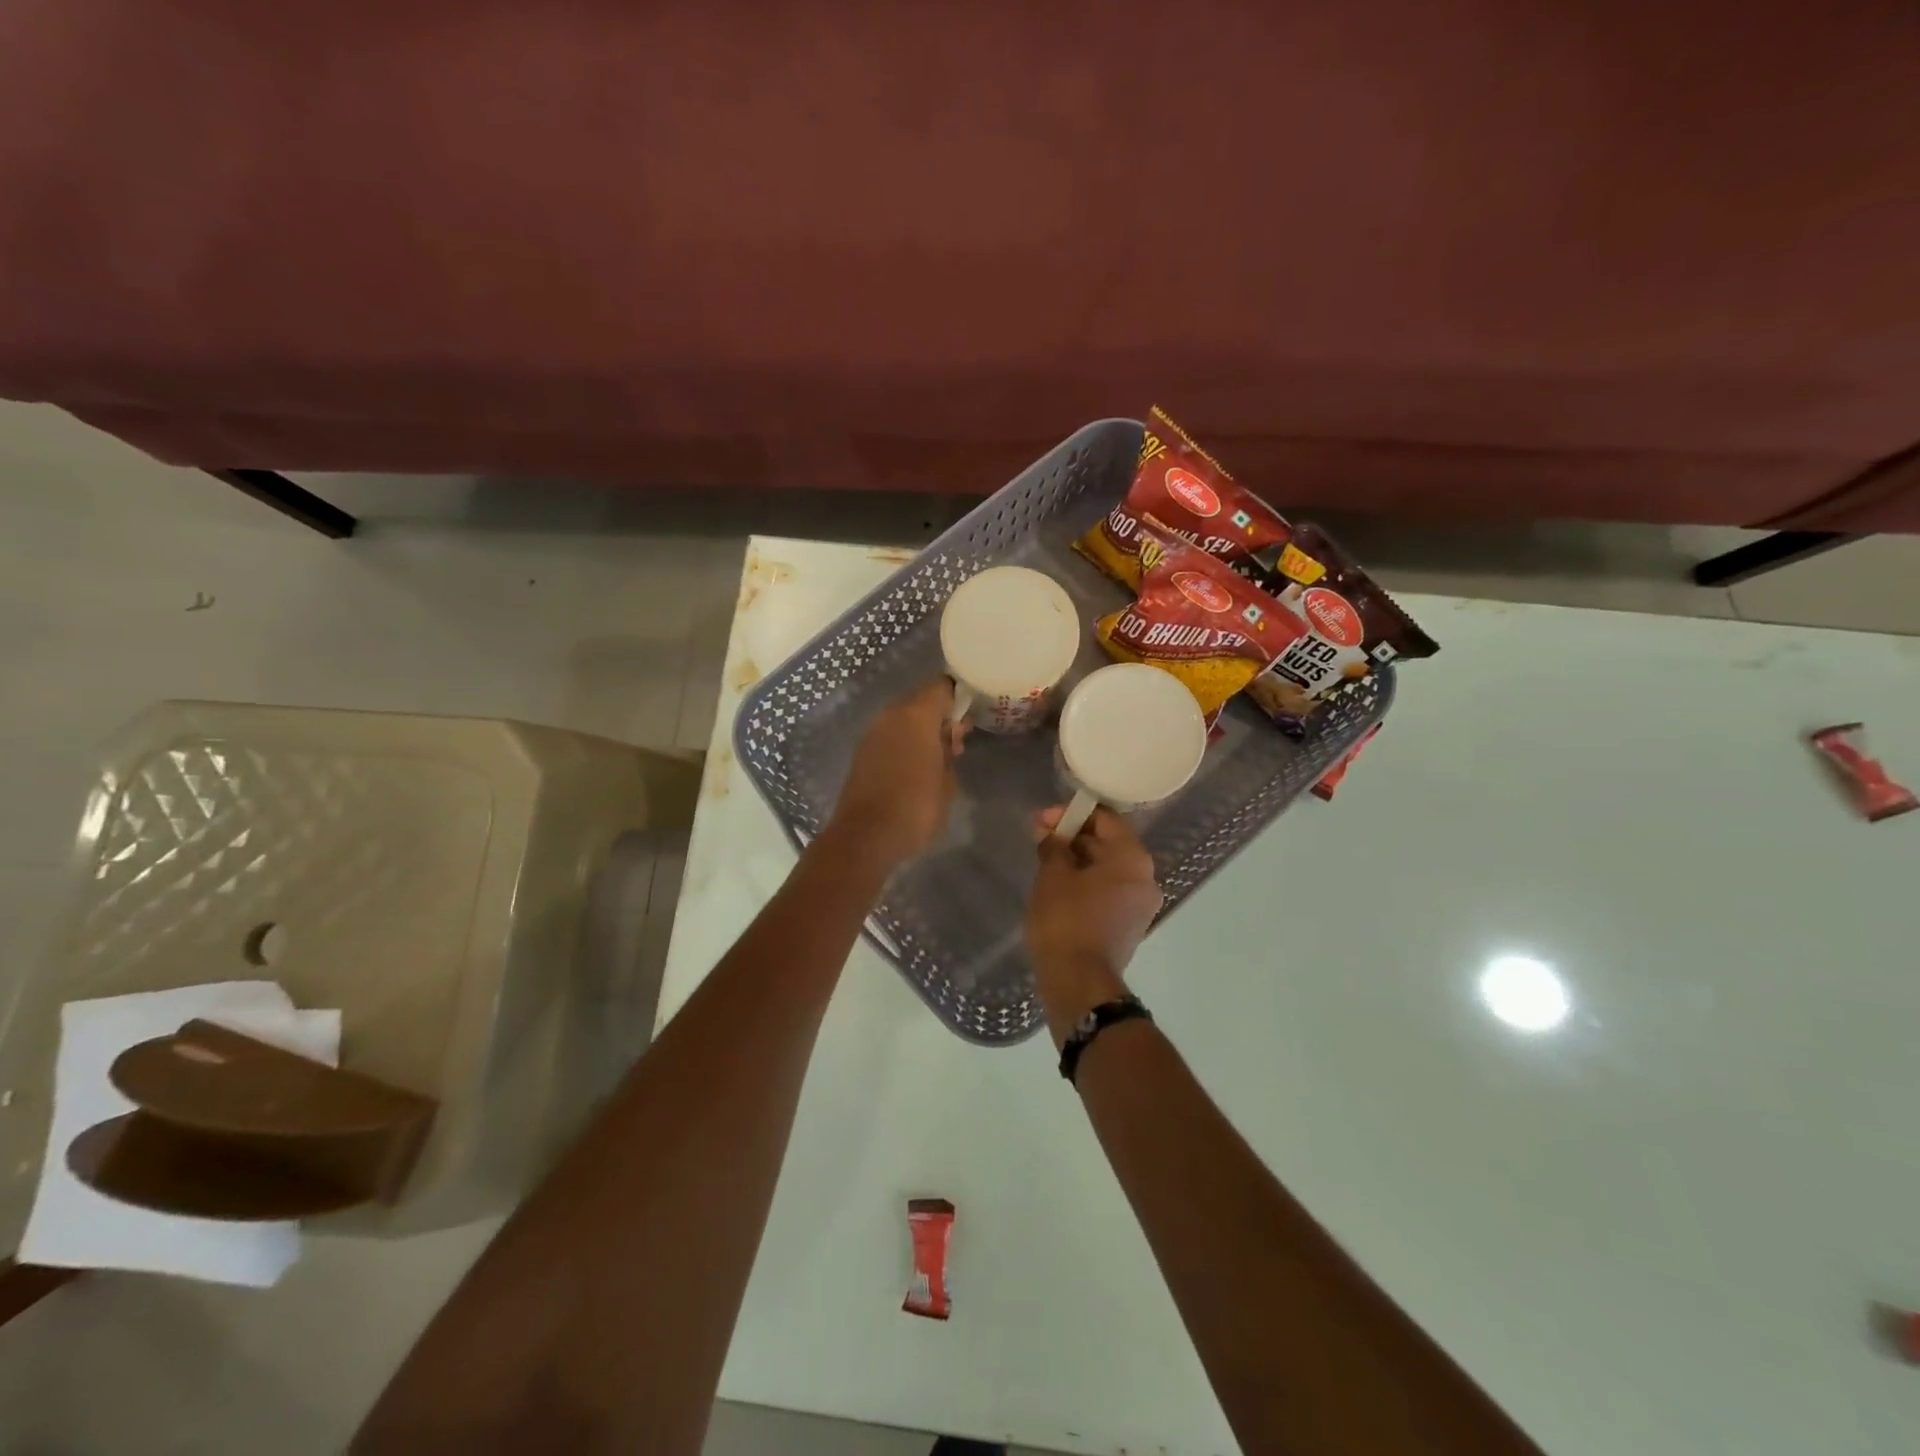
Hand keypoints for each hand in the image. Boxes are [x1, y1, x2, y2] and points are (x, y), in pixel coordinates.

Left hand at [829, 678, 963, 865]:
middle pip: (921, 701)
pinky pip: (891, 737)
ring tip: (940, 759)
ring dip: (922, 731)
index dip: (960, 696)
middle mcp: (891, 715)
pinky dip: (905, 744)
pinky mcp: (862, 753)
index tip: (973, 713)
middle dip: (941, 716)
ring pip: (904, 720)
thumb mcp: (948, 781)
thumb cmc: (916, 807)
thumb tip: (949, 735)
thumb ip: (950, 750)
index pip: (942, 686)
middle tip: (959, 741)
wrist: (865, 837)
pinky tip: (917, 768)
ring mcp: (872, 733)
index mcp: (916, 715)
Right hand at [1026, 807, 1164, 1041]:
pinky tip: (1059, 887)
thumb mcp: (1052, 876)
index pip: (1106, 819)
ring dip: (1079, 861)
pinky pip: (1108, 892)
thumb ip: (1053, 846)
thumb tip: (1050, 833)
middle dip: (1074, 837)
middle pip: (1109, 843)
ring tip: (1046, 863)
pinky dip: (1086, 883)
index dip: (1072, 814)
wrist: (1079, 983)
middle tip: (1040, 839)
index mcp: (1133, 859)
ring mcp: (1140, 905)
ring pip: (1108, 869)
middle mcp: (1146, 878)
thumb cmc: (1065, 920)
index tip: (1043, 820)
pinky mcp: (1129, 926)